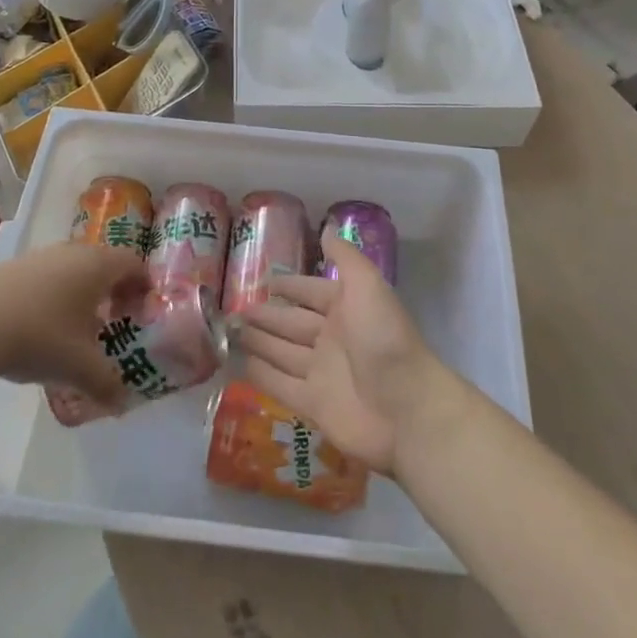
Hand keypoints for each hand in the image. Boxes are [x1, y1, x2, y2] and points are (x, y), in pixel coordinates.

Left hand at [0, 242, 147, 404]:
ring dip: (85, 292)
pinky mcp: (16, 266)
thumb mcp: (78, 367)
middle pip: (106, 263)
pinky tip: (45, 325)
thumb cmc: (39, 336)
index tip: (142, 314)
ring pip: (76, 268)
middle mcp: (74, 251)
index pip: (135, 264)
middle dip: (115, 291)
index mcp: (98, 265)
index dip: (144, 287)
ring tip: (79, 327)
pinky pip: (51, 275)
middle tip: (115, 321)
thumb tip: (122, 403)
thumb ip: (107, 384)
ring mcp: (43, 255)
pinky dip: (58, 293)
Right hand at [239, 233, 459, 474]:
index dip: (290, 286)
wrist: (407, 410)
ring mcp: (322, 373)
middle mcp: (332, 339)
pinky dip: (261, 374)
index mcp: (346, 309)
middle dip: (266, 314)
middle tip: (234, 308)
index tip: (263, 280)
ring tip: (229, 331)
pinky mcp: (313, 405)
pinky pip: (280, 385)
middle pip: (292, 323)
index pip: (311, 292)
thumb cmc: (385, 340)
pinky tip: (239, 364)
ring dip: (258, 341)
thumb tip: (328, 226)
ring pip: (282, 352)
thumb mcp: (368, 287)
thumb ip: (345, 257)